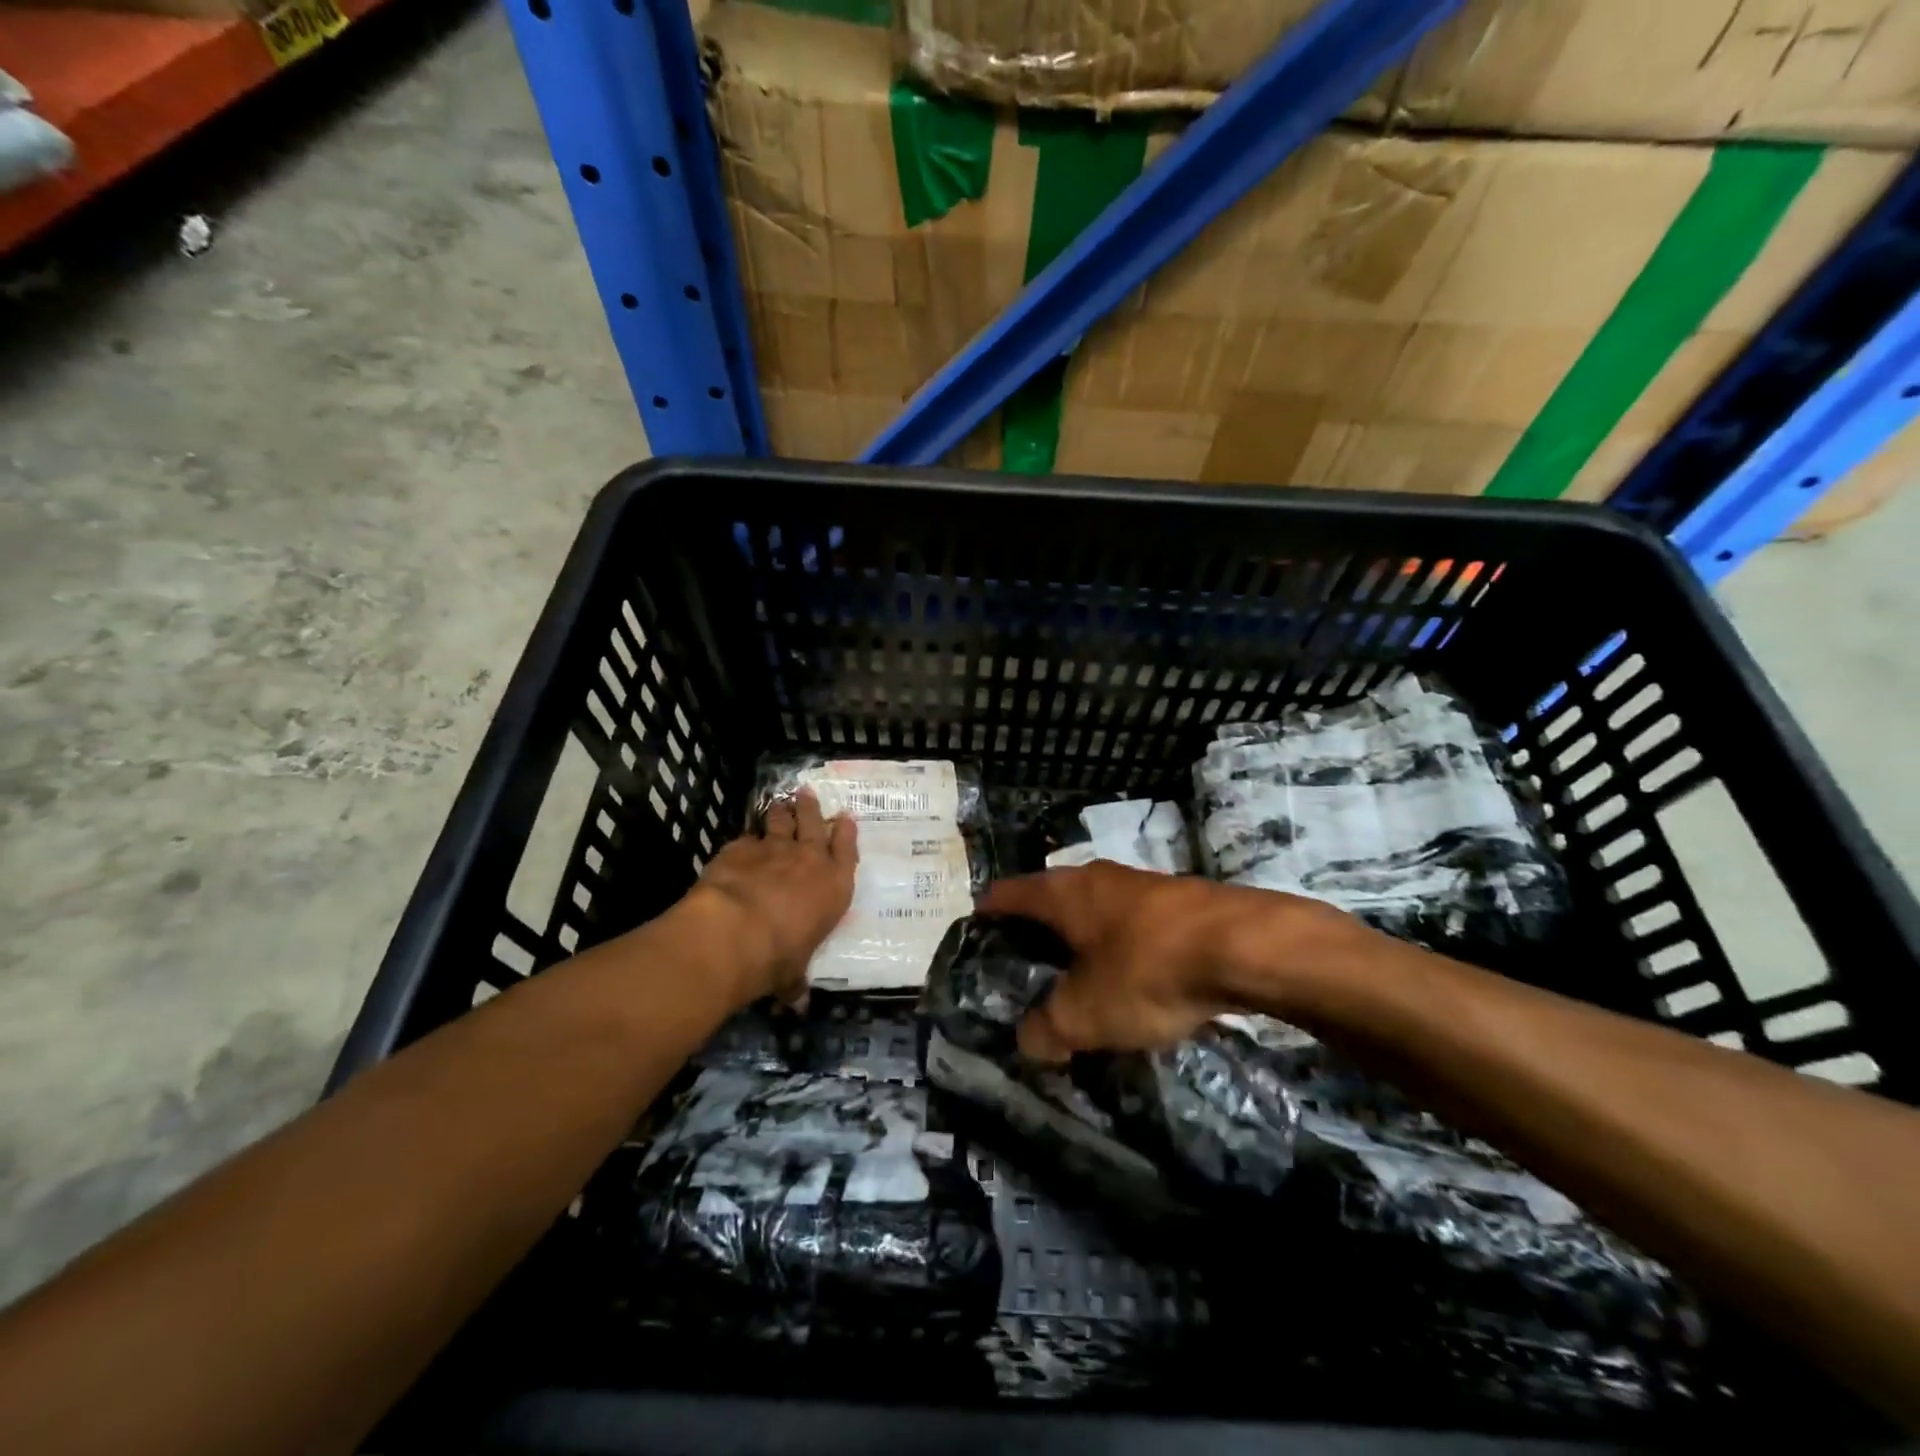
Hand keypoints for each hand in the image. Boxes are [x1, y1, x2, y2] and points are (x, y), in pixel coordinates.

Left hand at [686, 790, 857, 1008]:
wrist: (735, 932)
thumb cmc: (779, 956)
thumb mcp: (793, 973)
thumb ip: (795, 980)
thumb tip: (796, 1003)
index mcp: (834, 887)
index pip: (846, 852)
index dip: (846, 833)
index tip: (845, 818)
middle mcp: (808, 861)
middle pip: (814, 824)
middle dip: (812, 808)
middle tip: (807, 792)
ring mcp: (773, 850)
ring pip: (781, 822)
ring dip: (781, 812)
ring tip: (780, 802)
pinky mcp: (739, 849)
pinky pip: (746, 839)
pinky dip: (746, 840)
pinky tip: (741, 842)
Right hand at [979, 862, 1348, 1060]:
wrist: (1245, 946)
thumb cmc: (1147, 971)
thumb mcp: (1085, 1015)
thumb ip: (1046, 1030)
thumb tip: (1030, 1041)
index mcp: (1061, 893)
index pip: (1005, 895)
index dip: (985, 917)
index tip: (975, 943)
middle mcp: (1094, 877)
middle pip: (1049, 901)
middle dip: (1036, 936)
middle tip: (1028, 977)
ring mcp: (1139, 884)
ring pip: (1094, 913)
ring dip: (1083, 944)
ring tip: (1080, 985)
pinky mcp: (1178, 900)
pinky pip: (1132, 925)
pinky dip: (1121, 949)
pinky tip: (1133, 982)